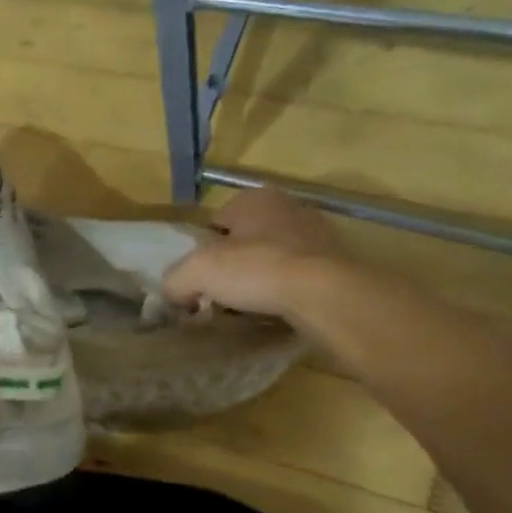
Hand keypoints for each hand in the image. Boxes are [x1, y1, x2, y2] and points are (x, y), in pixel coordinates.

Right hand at [163, 187, 347, 321]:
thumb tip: (173, 295)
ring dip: (260, 282)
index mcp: (254, 199)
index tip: (199, 281)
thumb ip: (174, 280)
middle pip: (245, 242)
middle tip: (221, 298)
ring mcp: (318, 236)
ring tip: (248, 310)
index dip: (202, 252)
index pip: (215, 222)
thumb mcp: (196, 272)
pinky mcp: (338, 265)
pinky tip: (277, 313)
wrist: (327, 295)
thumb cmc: (257, 270)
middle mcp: (289, 208)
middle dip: (233, 267)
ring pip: (273, 261)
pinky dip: (286, 295)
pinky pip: (298, 280)